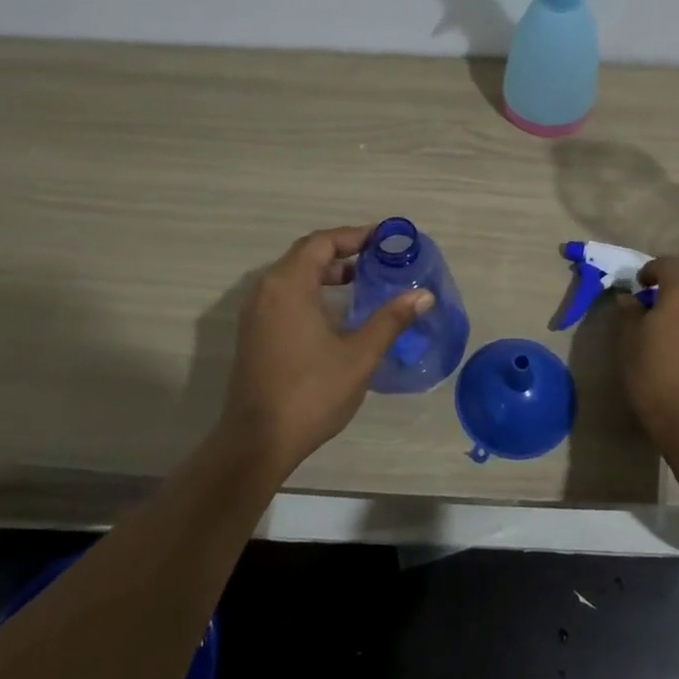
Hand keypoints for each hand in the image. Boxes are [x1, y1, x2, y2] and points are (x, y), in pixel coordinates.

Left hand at [220, 225, 433, 475]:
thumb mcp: (359, 355)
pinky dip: (311, 290)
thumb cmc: (311, 393)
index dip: (355, 235)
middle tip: (377, 257)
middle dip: (342, 251)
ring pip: (293, 275)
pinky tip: (335, 312)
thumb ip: (391, 320)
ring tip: (360, 281)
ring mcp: (255, 313)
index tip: (385, 238)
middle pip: (305, 254)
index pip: (322, 243)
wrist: (257, 443)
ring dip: (325, 272)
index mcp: (289, 285)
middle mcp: (266, 290)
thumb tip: (424, 296)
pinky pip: (284, 295)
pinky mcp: (253, 333)